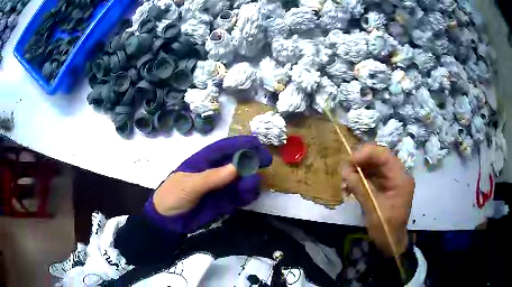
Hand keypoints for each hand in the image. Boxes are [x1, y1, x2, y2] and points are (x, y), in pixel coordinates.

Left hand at [150, 136, 271, 232]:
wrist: (167, 221)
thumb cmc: (173, 196)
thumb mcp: (189, 185)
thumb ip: (212, 178)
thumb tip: (237, 167)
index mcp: (203, 161)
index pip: (224, 148)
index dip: (241, 143)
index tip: (258, 143)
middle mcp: (214, 172)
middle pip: (236, 162)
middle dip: (251, 160)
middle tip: (266, 161)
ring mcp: (219, 187)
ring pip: (240, 179)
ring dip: (250, 179)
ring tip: (255, 183)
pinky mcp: (222, 201)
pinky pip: (238, 196)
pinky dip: (247, 195)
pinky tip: (251, 194)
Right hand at [341, 144, 414, 256]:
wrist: (390, 242)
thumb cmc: (385, 227)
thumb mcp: (372, 207)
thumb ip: (360, 187)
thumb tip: (344, 171)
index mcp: (401, 178)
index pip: (384, 156)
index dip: (366, 153)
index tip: (349, 160)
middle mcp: (398, 175)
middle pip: (379, 158)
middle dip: (361, 161)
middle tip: (344, 169)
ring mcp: (392, 180)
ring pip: (374, 165)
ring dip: (359, 169)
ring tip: (345, 178)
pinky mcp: (385, 186)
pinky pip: (372, 175)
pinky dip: (360, 178)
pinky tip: (349, 185)